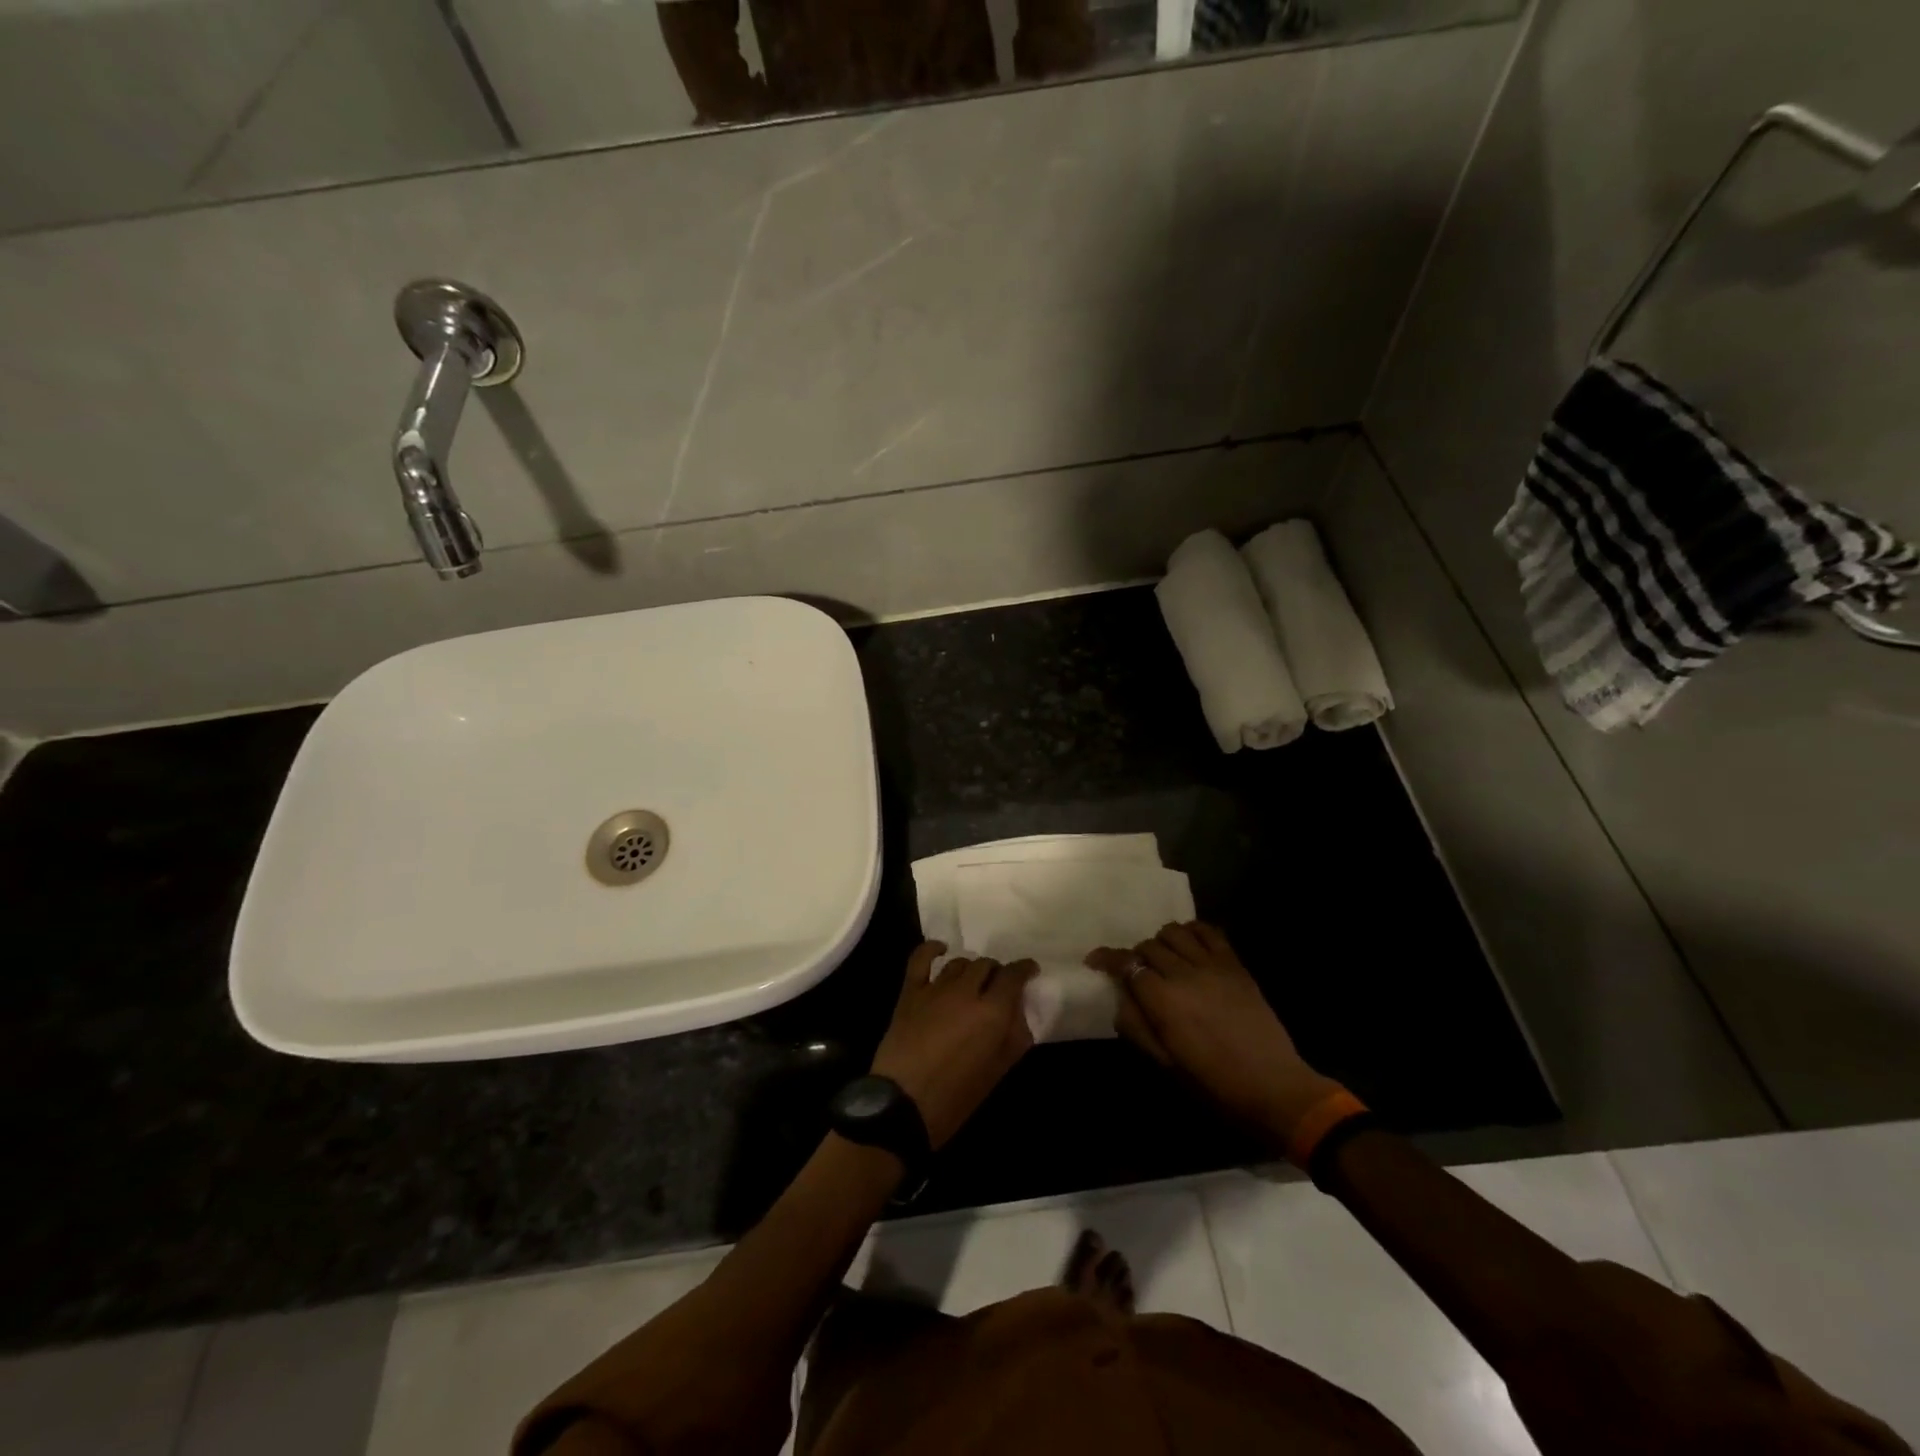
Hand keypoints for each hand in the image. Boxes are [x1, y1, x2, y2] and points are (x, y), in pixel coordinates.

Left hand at [869, 943, 1038, 1148]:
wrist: (902, 1105)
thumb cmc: (955, 1097)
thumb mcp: (997, 1072)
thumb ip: (1014, 1037)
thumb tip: (1019, 1012)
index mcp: (992, 1012)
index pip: (1014, 976)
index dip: (1024, 969)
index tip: (1030, 971)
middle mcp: (966, 991)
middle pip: (987, 965)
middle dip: (997, 972)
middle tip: (998, 987)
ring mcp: (935, 988)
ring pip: (960, 962)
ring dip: (971, 968)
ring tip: (973, 981)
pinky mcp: (910, 991)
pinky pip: (921, 958)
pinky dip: (932, 949)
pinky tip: (940, 950)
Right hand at [1088, 922, 1340, 1140]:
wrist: (1274, 1088)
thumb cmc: (1214, 1084)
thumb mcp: (1165, 1064)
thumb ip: (1136, 1026)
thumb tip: (1119, 997)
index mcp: (1163, 1000)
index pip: (1126, 963)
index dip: (1106, 958)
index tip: (1094, 960)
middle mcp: (1184, 973)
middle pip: (1148, 946)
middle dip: (1135, 956)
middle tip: (1136, 973)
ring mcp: (1213, 965)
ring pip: (1175, 932)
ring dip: (1162, 942)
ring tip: (1163, 959)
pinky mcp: (1235, 965)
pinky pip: (1209, 932)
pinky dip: (1193, 931)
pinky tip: (1190, 945)